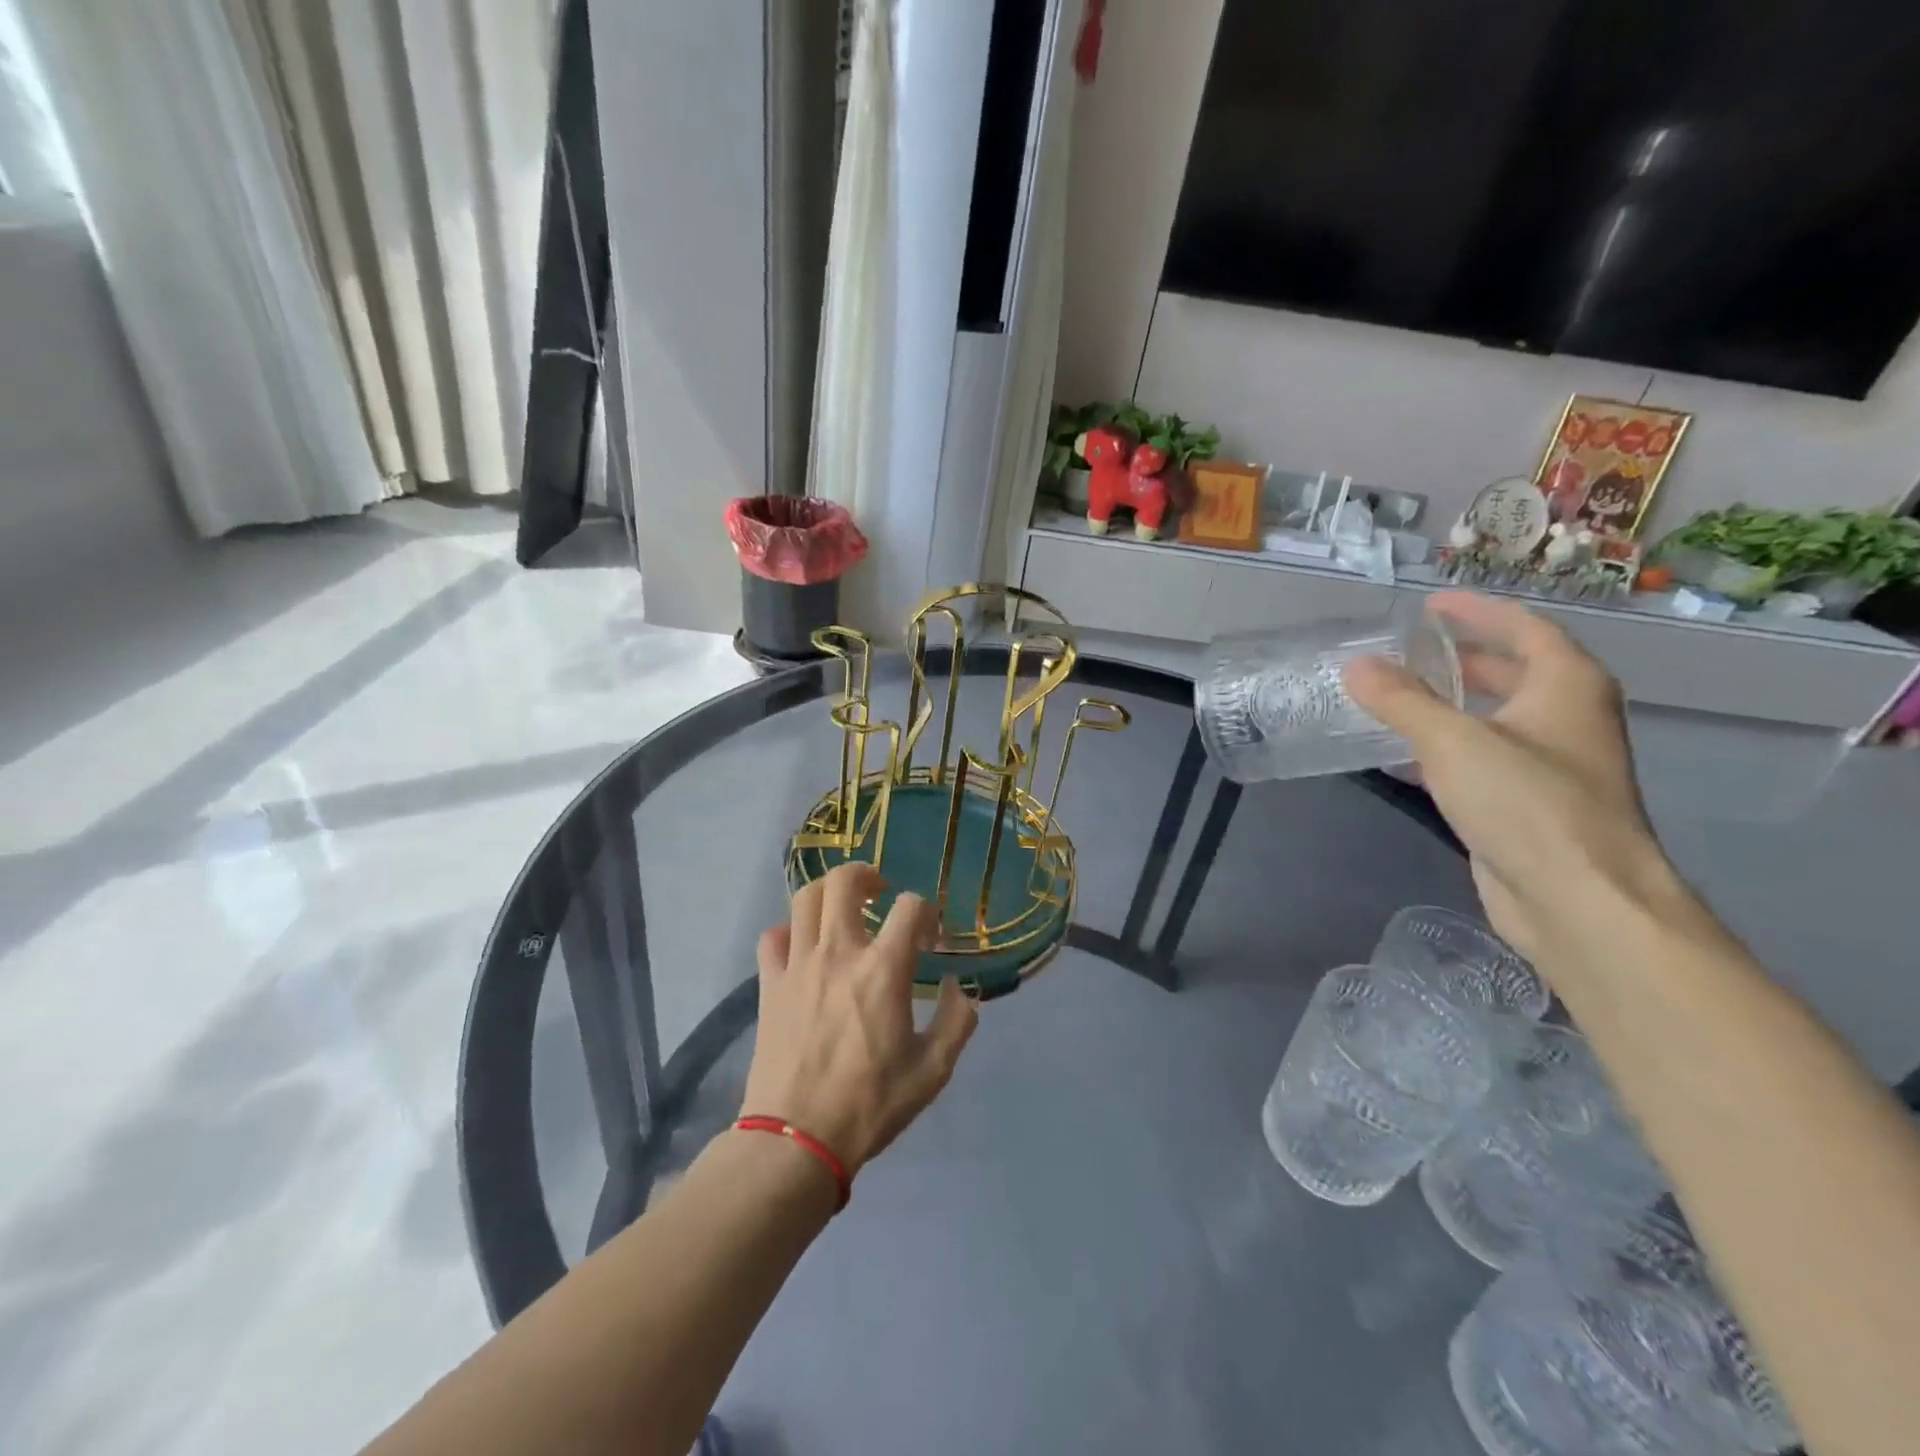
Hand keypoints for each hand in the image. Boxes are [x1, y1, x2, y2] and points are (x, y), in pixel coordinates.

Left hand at [741, 862, 977, 1175]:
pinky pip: (773, 937)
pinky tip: (804, 948)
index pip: (911, 906)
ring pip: (805, 899)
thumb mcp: (933, 1070)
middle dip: (868, 875)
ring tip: (843, 910)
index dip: (928, 912)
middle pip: (845, 881)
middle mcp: (839, 953)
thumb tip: (958, 988)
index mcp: (883, 969)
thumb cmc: (870, 1104)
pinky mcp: (769, 984)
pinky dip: (790, 931)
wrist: (796, 1140)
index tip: (931, 939)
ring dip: (829, 893)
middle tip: (880, 894)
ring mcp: (798, 965)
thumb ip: (957, 1021)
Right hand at [1344, 592, 1681, 966]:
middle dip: (1463, 658)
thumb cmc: (1527, 803)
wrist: (1579, 900)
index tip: (1430, 605)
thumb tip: (1357, 666)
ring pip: (1495, 719)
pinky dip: (1442, 748)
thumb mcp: (1453, 740)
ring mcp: (1550, 765)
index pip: (1524, 628)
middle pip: (1514, 672)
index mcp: (1566, 687)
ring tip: (1395, 696)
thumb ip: (1401, 700)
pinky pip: (1479, 759)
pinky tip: (1400, 756)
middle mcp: (1565, 719)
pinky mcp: (1526, 806)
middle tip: (1409, 651)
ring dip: (1449, 704)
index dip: (1477, 611)